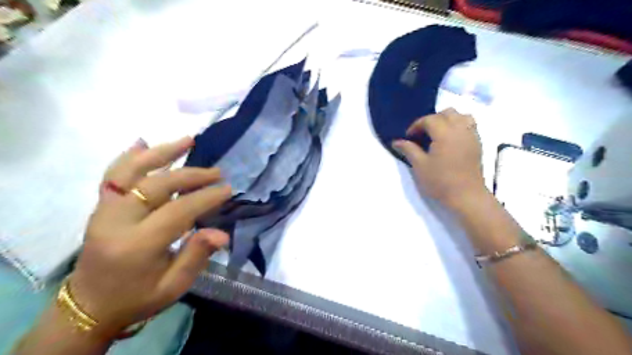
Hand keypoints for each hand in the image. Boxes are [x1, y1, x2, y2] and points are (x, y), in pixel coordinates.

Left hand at [69, 135, 230, 337]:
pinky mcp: (101, 207)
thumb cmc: (138, 297)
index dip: (205, 197)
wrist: (90, 305)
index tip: (227, 189)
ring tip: (187, 140)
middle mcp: (117, 221)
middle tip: (217, 172)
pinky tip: (144, 143)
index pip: (178, 210)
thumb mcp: (173, 286)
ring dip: (162, 153)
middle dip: (192, 175)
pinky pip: (113, 175)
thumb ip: (196, 256)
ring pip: (131, 171)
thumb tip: (221, 234)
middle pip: (157, 185)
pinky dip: (130, 157)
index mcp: (137, 245)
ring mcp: (104, 211)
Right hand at [394, 109, 485, 206]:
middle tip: (423, 134)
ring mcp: (472, 135)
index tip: (409, 137)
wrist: (466, 196)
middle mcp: (460, 129)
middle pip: (447, 113)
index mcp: (445, 133)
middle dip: (432, 119)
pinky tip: (450, 140)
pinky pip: (469, 125)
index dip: (417, 125)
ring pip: (461, 116)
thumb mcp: (420, 166)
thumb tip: (396, 141)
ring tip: (439, 134)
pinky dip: (459, 126)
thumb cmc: (440, 181)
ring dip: (448, 120)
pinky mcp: (477, 143)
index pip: (429, 119)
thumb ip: (409, 150)